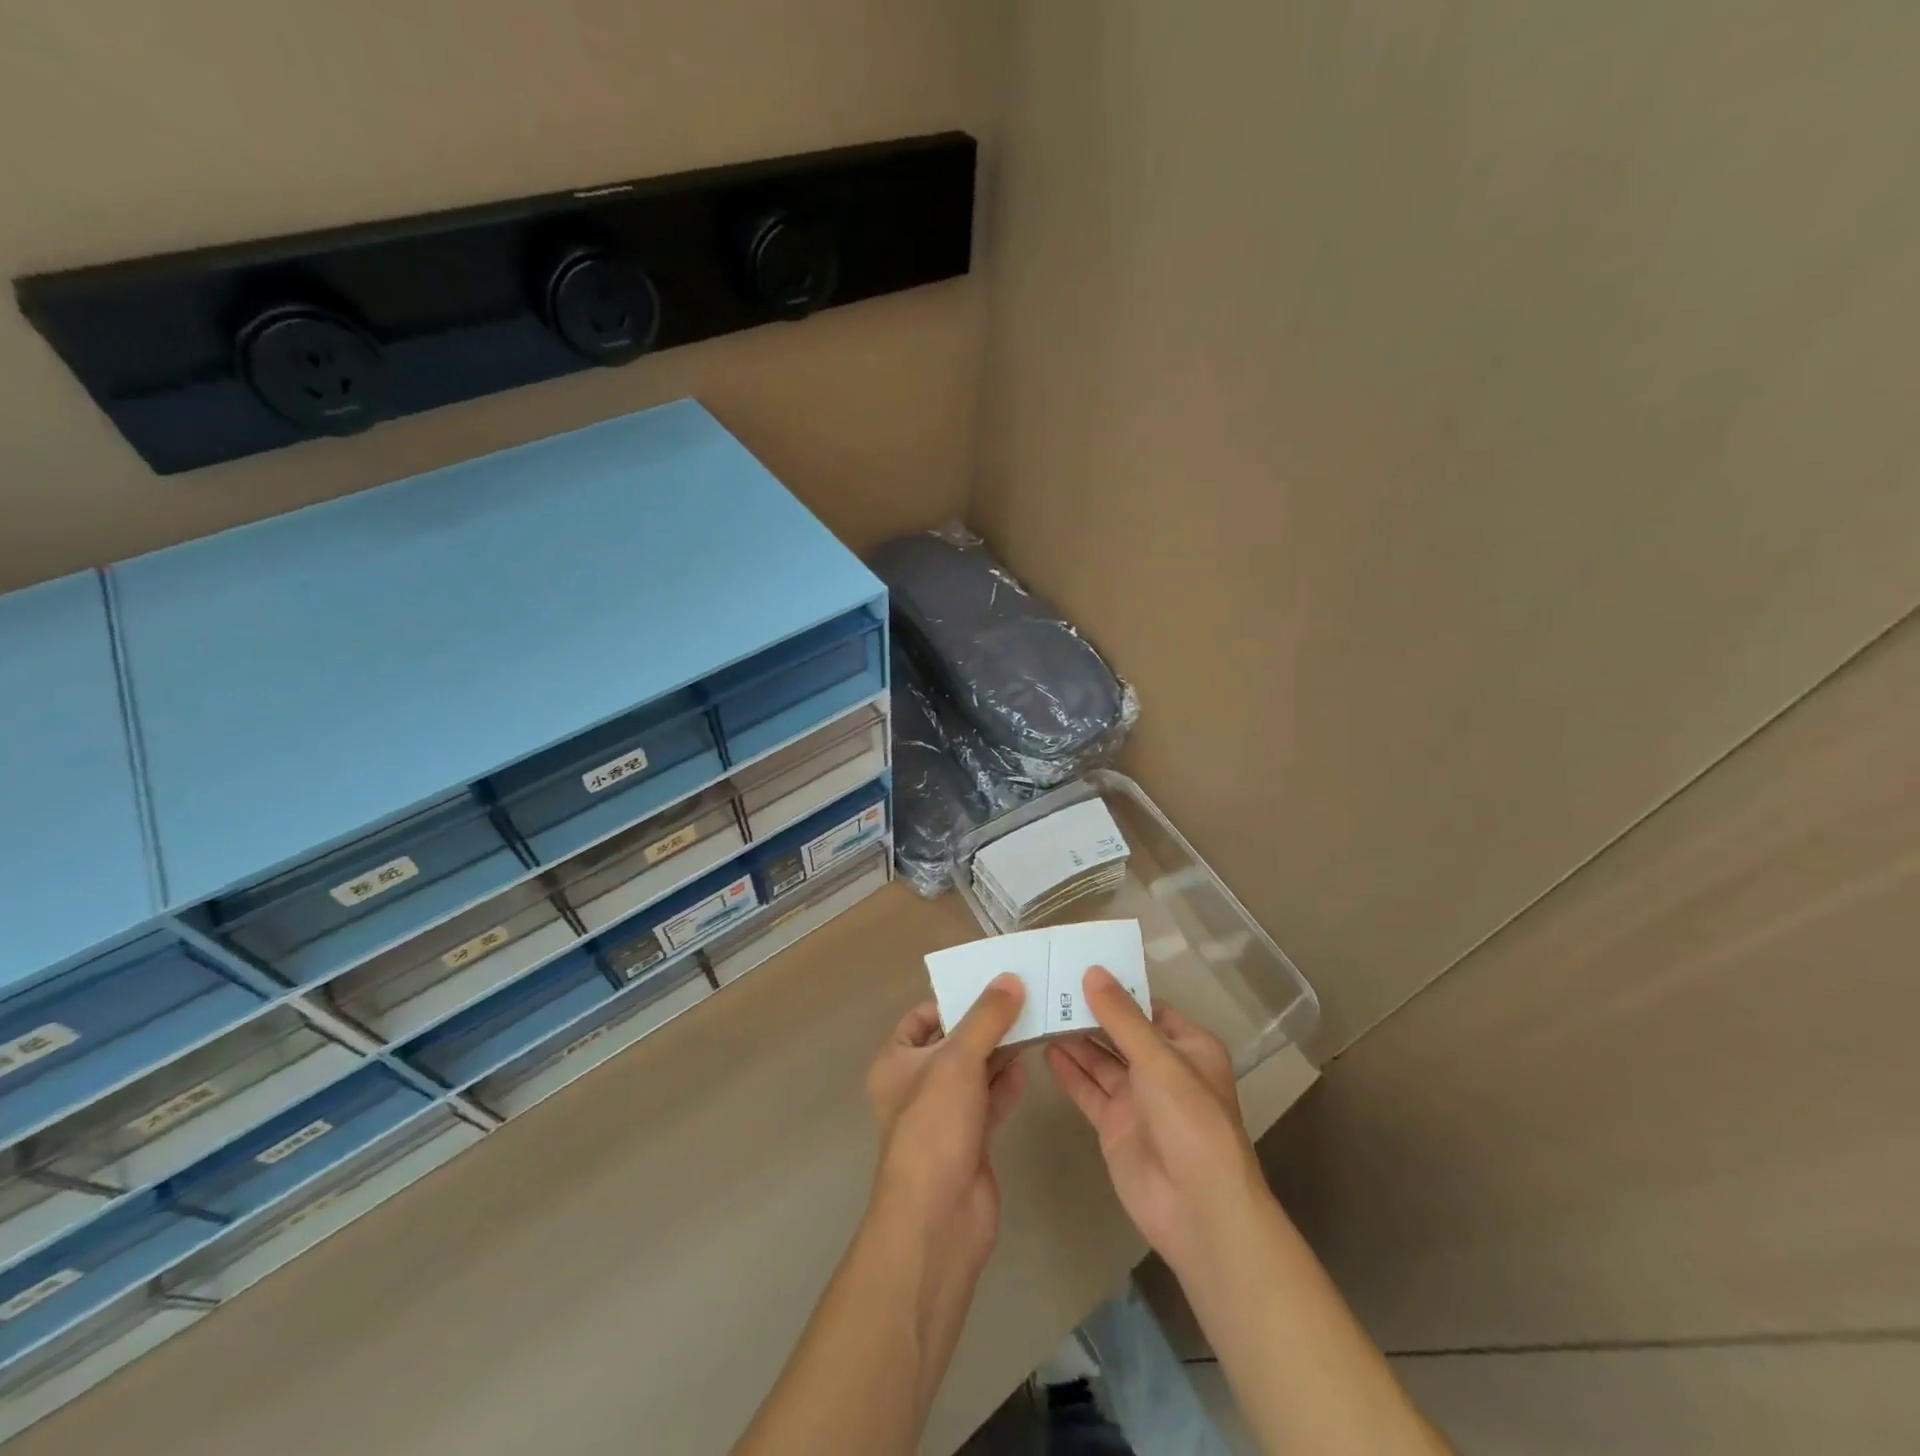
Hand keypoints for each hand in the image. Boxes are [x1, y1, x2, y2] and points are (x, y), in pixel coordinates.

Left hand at [865, 975, 1028, 1274]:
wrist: (939, 1217)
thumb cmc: (935, 1126)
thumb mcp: (958, 1060)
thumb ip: (986, 1018)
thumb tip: (1010, 979)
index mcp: (896, 1061)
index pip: (922, 1017)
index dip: (952, 999)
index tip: (989, 984)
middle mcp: (916, 1085)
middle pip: (953, 1042)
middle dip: (984, 1023)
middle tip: (1023, 998)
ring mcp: (943, 1115)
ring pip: (974, 1072)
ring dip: (1000, 1051)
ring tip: (1034, 1024)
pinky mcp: (969, 1141)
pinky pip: (989, 1101)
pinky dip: (1006, 1084)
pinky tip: (1029, 1066)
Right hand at [1045, 967, 1266, 1277]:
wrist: (1198, 1210)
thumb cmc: (1190, 1121)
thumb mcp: (1159, 1060)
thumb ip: (1122, 1017)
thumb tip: (1093, 972)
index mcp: (1188, 1046)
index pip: (1147, 1007)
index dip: (1116, 988)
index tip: (1078, 965)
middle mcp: (1163, 1068)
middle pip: (1120, 1032)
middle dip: (1090, 1012)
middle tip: (1048, 985)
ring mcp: (1138, 1098)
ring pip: (1101, 1060)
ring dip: (1075, 1039)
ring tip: (1040, 1011)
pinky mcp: (1115, 1125)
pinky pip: (1089, 1090)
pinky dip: (1069, 1072)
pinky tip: (1045, 1050)